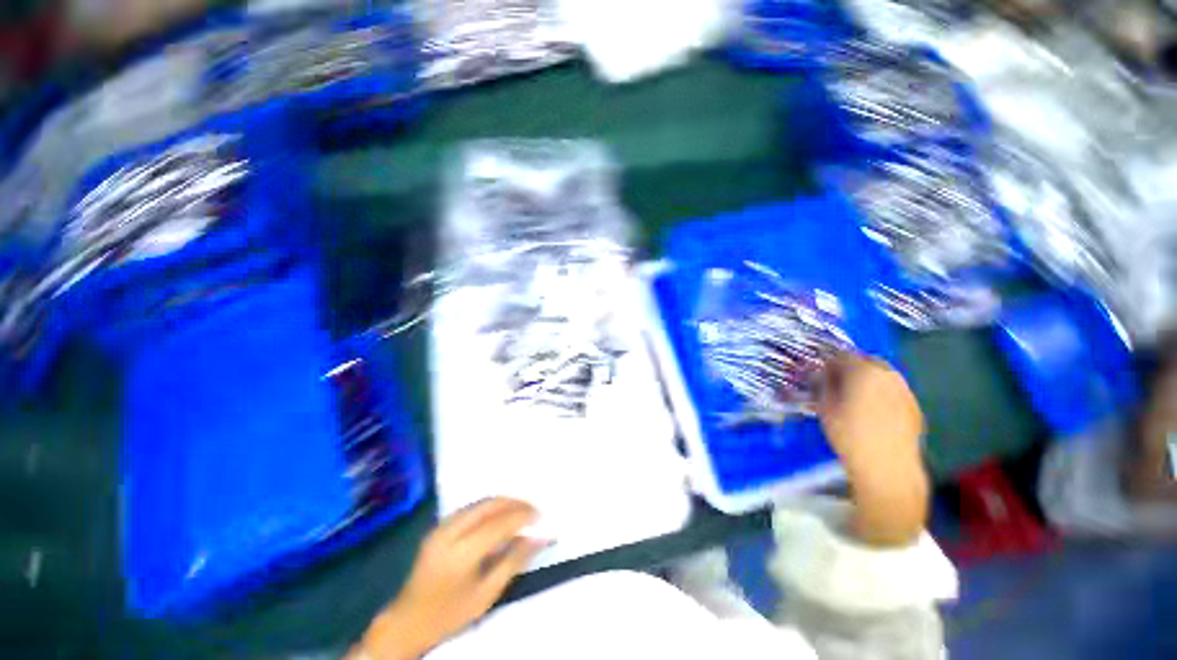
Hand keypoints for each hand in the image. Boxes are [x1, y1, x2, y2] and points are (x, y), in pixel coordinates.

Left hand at [353, 499, 541, 659]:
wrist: (406, 622)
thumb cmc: (449, 614)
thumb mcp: (486, 595)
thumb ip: (514, 562)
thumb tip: (539, 538)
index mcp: (461, 553)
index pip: (499, 523)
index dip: (522, 516)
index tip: (540, 516)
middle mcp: (450, 532)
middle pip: (489, 505)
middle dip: (514, 503)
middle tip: (533, 509)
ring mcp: (441, 527)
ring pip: (479, 503)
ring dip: (503, 503)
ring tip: (521, 511)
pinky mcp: (438, 527)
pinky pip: (471, 509)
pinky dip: (490, 508)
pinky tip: (500, 517)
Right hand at [819, 355, 928, 546]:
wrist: (887, 468)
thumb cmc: (849, 434)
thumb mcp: (824, 407)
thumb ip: (821, 385)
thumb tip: (818, 374)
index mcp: (864, 371)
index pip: (842, 356)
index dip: (826, 363)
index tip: (817, 374)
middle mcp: (889, 375)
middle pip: (865, 362)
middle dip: (849, 368)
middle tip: (835, 384)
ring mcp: (905, 391)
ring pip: (882, 376)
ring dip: (866, 380)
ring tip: (853, 397)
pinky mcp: (914, 407)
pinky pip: (893, 391)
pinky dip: (881, 393)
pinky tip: (872, 411)